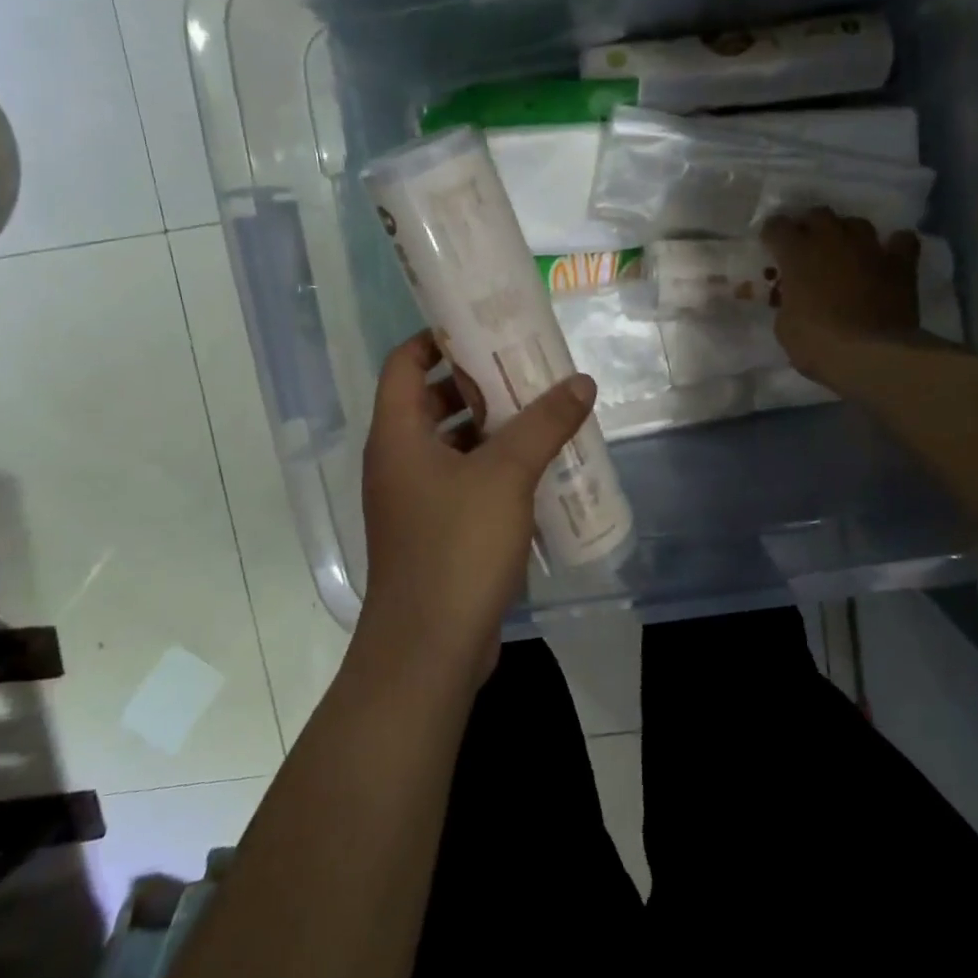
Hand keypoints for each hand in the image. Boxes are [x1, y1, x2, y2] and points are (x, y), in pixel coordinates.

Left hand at [356, 331, 596, 688]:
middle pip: (432, 402)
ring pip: (452, 446)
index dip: (437, 339)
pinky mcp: (435, 533)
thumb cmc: (457, 548)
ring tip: (542, 414)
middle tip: (527, 370)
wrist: (429, 650)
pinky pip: (463, 484)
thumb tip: (580, 382)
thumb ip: (544, 424)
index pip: (404, 364)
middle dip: (477, 384)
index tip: (483, 327)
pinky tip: (538, 471)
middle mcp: (398, 462)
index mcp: (397, 436)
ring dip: (492, 429)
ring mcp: (414, 501)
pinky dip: (494, 470)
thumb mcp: (506, 475)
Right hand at [761, 210, 920, 383]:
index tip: (771, 246)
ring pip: (856, 223)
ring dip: (846, 233)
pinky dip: (893, 245)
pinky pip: (901, 240)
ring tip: (844, 250)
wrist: (871, 355)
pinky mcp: (900, 263)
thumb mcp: (785, 326)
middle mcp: (832, 240)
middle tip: (806, 245)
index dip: (772, 234)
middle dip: (809, 226)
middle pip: (818, 214)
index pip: (777, 227)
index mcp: (797, 254)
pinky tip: (887, 256)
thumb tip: (793, 298)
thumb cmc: (817, 343)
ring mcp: (869, 248)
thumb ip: (786, 302)